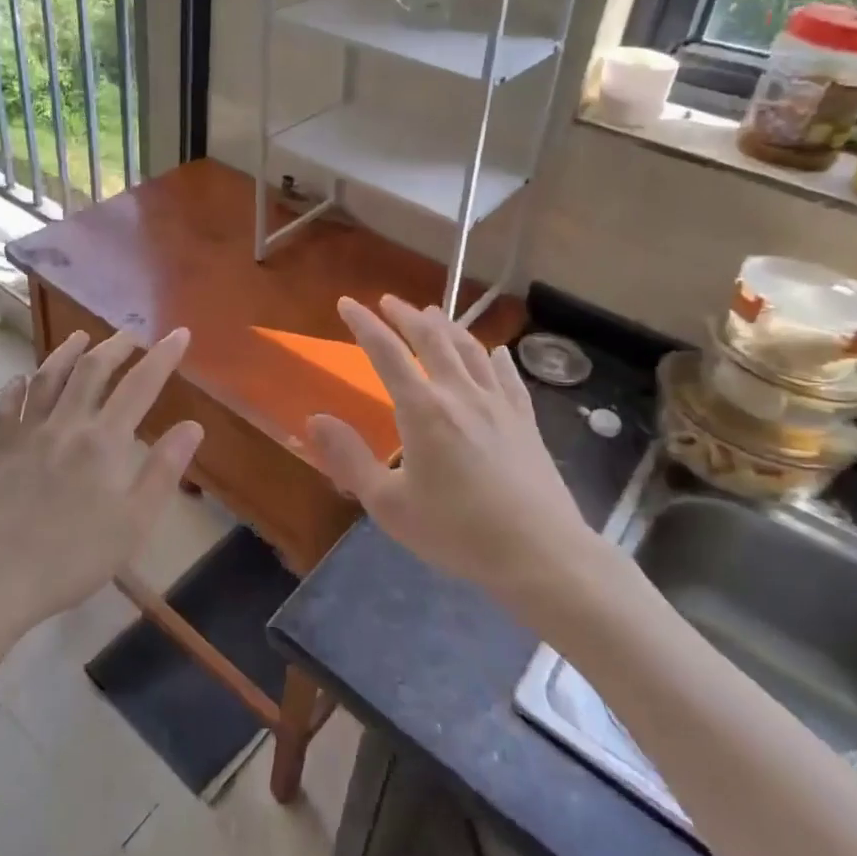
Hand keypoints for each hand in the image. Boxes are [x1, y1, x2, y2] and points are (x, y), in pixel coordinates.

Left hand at [0, 328, 202, 639]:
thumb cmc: (71, 558)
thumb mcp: (133, 523)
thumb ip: (164, 471)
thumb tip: (193, 426)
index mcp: (104, 441)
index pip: (140, 385)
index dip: (162, 356)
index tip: (179, 333)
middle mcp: (66, 425)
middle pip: (92, 370)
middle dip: (116, 346)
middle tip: (132, 334)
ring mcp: (27, 435)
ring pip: (48, 378)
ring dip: (67, 353)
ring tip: (81, 338)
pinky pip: (6, 408)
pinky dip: (16, 388)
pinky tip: (20, 380)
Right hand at [306, 296, 597, 608]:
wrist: (541, 554)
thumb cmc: (458, 532)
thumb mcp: (389, 505)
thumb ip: (350, 460)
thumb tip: (315, 420)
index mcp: (423, 409)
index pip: (386, 352)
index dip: (364, 324)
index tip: (347, 302)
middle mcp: (460, 393)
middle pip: (431, 338)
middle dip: (406, 315)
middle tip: (389, 301)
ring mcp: (498, 403)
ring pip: (471, 349)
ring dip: (448, 326)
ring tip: (433, 315)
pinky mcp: (526, 420)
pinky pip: (509, 376)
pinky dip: (497, 357)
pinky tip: (497, 351)